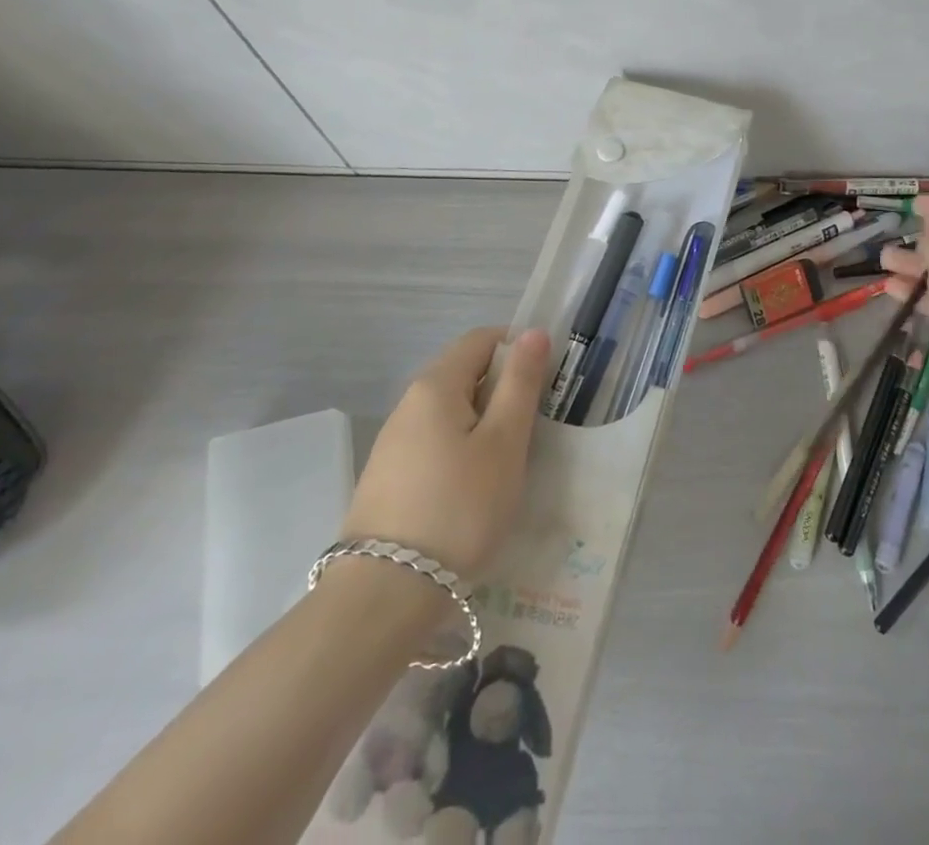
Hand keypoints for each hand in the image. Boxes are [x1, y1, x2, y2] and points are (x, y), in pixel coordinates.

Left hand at [341, 327, 550, 579]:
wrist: (384, 596)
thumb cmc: (459, 508)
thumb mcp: (504, 442)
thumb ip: (520, 383)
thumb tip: (532, 332)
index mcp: (435, 384)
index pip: (482, 339)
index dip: (518, 348)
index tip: (544, 383)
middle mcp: (408, 403)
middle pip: (464, 372)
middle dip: (503, 388)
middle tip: (532, 428)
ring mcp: (393, 442)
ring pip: (451, 410)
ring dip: (484, 422)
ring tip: (507, 463)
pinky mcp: (388, 477)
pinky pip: (435, 442)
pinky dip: (462, 449)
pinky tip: (474, 489)